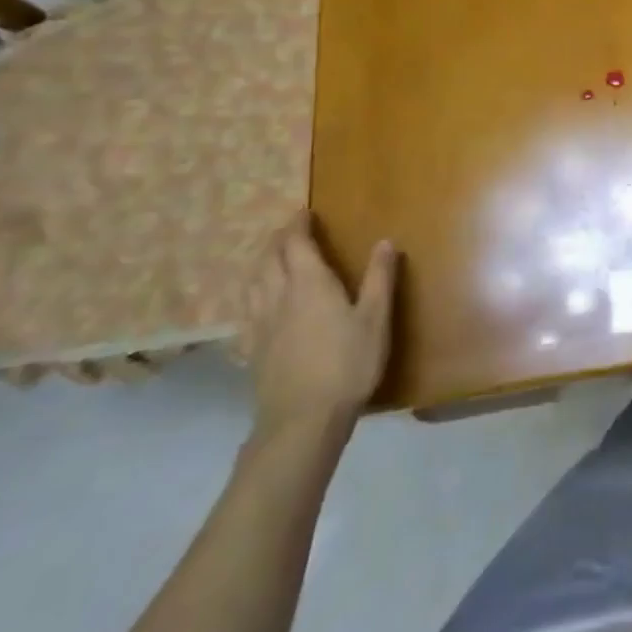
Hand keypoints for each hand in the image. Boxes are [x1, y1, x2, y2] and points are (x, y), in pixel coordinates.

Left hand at [248, 212, 396, 437]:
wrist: (302, 420)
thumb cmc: (348, 363)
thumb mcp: (376, 318)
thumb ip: (379, 278)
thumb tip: (385, 241)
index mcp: (310, 284)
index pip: (296, 244)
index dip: (297, 225)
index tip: (303, 211)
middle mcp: (279, 297)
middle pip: (269, 260)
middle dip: (277, 240)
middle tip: (288, 231)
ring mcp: (261, 325)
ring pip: (253, 284)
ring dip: (260, 265)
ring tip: (270, 260)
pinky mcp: (253, 350)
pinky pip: (246, 312)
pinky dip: (251, 297)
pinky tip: (256, 306)